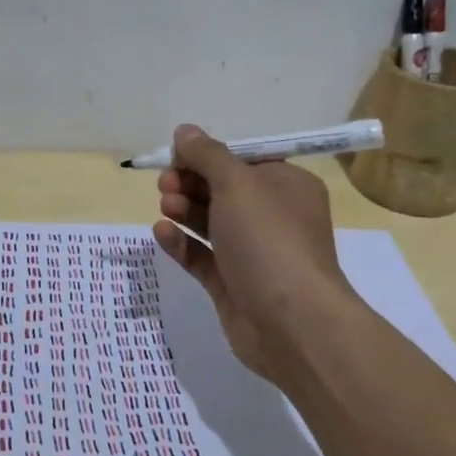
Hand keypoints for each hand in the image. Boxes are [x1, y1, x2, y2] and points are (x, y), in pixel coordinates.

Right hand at [152, 125, 355, 379]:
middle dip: (190, 182)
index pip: (242, 160)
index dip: (207, 156)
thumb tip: (185, 131)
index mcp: (286, 186)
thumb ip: (207, 155)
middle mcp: (272, 217)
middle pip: (222, 190)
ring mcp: (252, 253)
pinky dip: (182, 243)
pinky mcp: (232, 285)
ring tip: (165, 206)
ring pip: (210, 223)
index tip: (176, 155)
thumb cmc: (269, 240)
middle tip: (165, 183)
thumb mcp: (237, 184)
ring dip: (184, 209)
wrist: (292, 323)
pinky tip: (162, 233)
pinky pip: (202, 256)